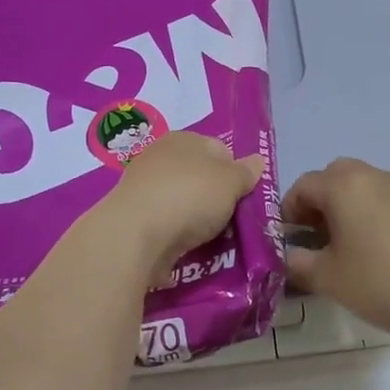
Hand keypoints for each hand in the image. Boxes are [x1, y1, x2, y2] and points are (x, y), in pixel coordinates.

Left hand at [103, 132, 263, 270]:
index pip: (220, 150)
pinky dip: (176, 235)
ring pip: (183, 202)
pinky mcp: (133, 218)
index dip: (237, 174)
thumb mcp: (231, 181)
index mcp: (184, 139)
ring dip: (196, 220)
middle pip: (200, 178)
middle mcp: (161, 157)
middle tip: (231, 224)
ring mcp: (144, 188)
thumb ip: (246, 172)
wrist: (135, 234)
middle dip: (216, 200)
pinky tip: (185, 250)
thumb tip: (257, 161)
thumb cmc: (190, 197)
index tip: (244, 200)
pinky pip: (165, 224)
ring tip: (211, 242)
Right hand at [282, 159, 389, 343]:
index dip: (288, 210)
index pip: (303, 185)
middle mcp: (373, 176)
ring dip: (347, 203)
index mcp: (344, 185)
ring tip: (346, 241)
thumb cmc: (375, 282)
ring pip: (364, 184)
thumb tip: (285, 257)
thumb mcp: (325, 277)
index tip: (287, 237)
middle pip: (335, 176)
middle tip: (315, 233)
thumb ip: (296, 262)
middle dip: (319, 200)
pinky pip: (387, 199)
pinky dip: (373, 212)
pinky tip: (377, 246)